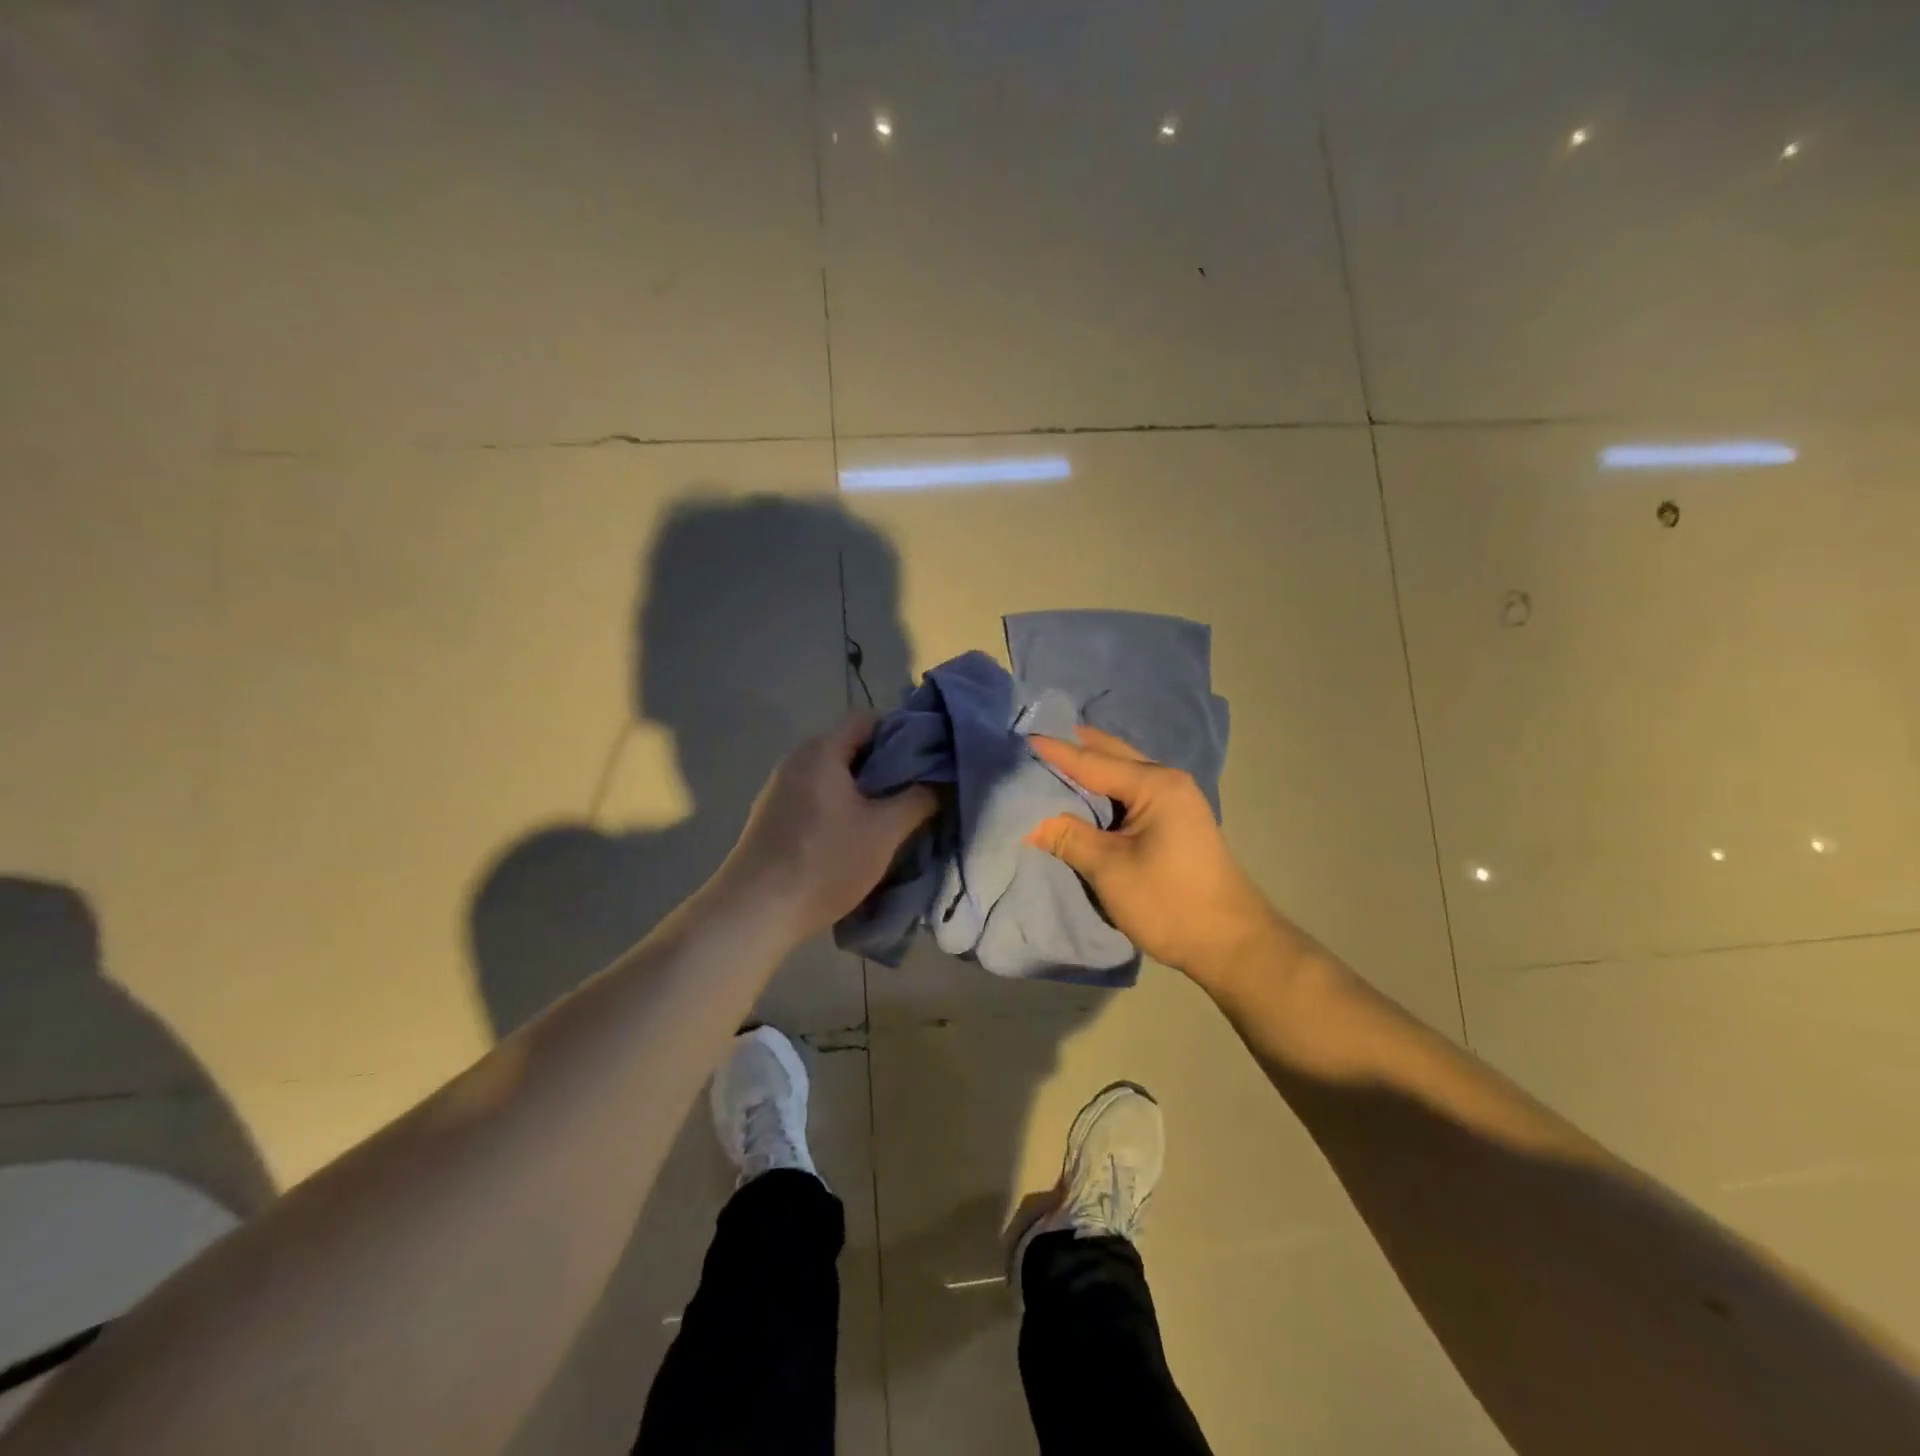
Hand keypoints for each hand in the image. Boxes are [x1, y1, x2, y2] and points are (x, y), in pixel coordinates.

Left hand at [719, 713, 936, 941]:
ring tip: (892, 816)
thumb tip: (939, 781)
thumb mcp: (884, 832)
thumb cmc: (824, 862)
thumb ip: (918, 799)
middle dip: (886, 766)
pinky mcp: (771, 817)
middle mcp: (796, 760)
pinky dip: (841, 807)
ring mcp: (779, 789)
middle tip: (917, 791)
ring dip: (864, 790)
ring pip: (834, 776)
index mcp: (821, 751)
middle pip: (850, 747)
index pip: (867, 719)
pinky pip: (816, 797)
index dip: (901, 732)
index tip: (927, 759)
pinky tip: (856, 836)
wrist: (755, 911)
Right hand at [1026, 727, 1277, 982]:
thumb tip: (1027, 821)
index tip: (1019, 739)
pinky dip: (1102, 788)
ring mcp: (1174, 799)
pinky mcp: (1173, 820)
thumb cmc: (1170, 903)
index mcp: (1154, 784)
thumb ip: (1067, 837)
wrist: (1231, 944)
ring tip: (1046, 764)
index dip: (1054, 752)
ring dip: (1087, 768)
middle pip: (1110, 755)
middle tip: (1030, 744)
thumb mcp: (1110, 869)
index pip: (1092, 761)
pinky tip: (1080, 793)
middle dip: (1072, 749)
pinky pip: (1129, 791)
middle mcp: (1167, 780)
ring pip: (1120, 772)